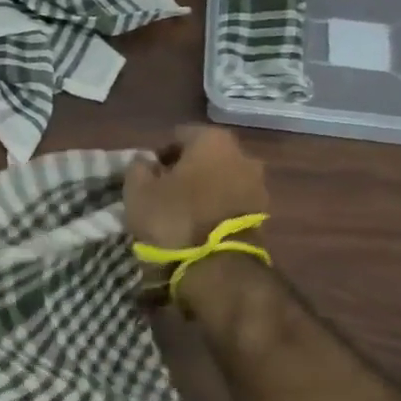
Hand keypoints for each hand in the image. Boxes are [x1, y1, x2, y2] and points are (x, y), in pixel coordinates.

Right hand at [124, 126, 270, 249]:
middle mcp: (241, 154)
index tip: (147, 174)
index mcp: (212, 140)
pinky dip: (215, 206)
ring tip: (180, 210)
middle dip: (185, 169)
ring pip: (220, 178)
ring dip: (202, 189)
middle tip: (162, 191)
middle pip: (204, 155)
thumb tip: (145, 162)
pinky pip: (230, 200)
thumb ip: (138, 167)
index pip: (179, 135)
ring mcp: (257, 184)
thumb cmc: (174, 217)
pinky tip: (198, 224)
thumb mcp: (138, 191)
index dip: (159, 153)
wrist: (218, 265)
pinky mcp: (262, 212)